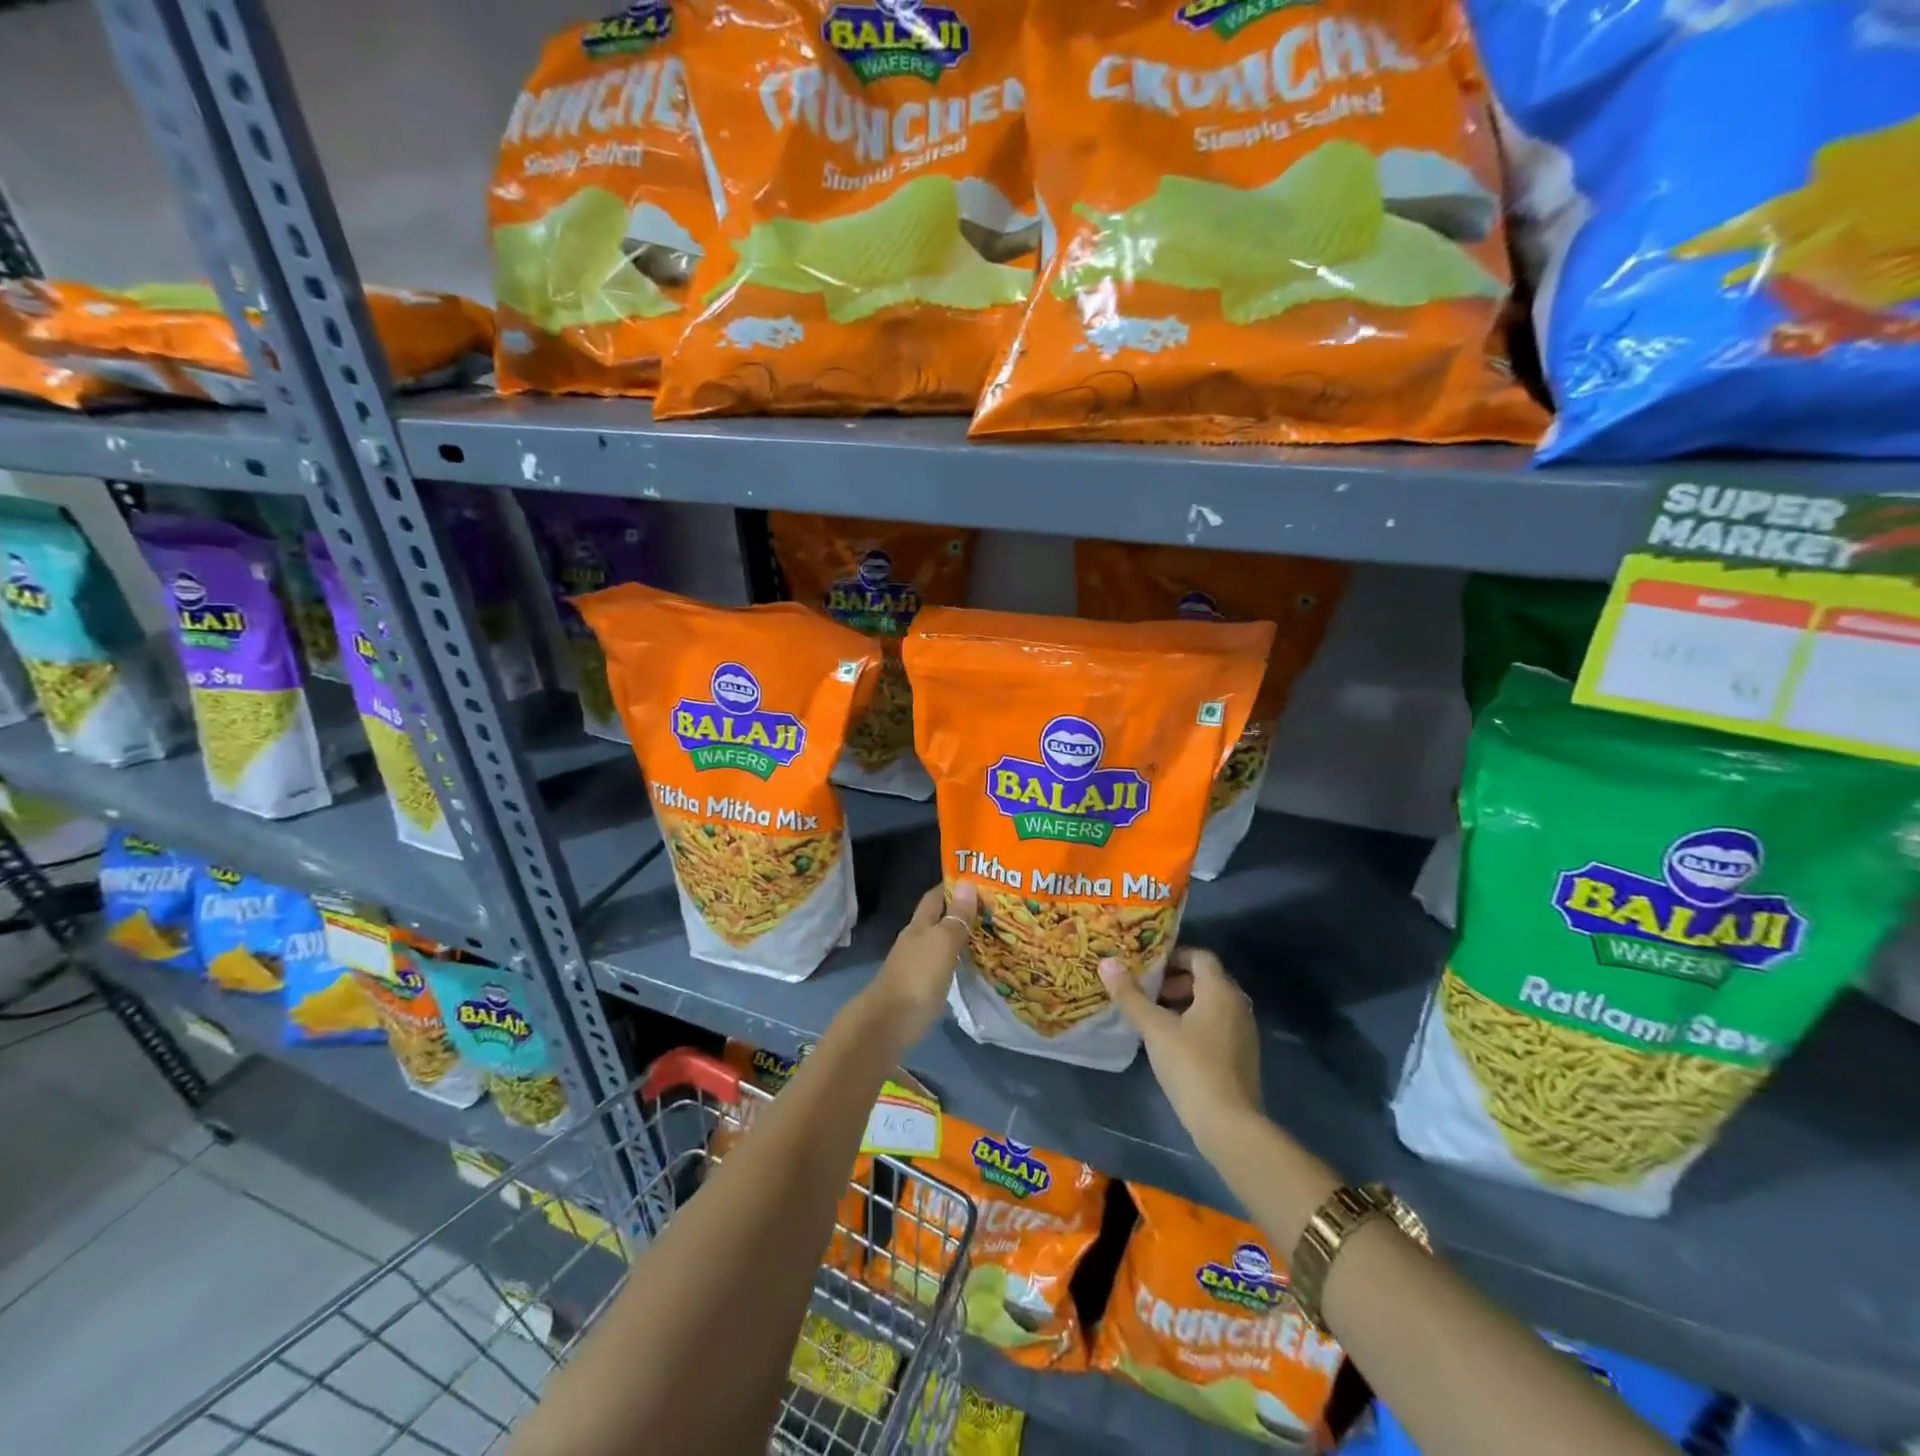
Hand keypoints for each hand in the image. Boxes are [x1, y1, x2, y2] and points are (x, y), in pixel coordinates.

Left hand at [857, 881, 978, 1052]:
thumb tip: (968, 883)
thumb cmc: (917, 976)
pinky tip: (972, 965)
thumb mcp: (942, 943)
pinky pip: (943, 965)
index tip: (978, 880)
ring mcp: (916, 965)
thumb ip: (956, 917)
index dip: (953, 886)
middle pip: (938, 919)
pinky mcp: (920, 988)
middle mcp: (916, 941)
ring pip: (941, 943)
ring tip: (990, 935)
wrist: (889, 1023)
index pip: (935, 897)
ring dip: (960, 937)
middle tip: (993, 909)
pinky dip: (957, 961)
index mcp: (919, 925)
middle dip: (961, 912)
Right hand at [1100, 946, 1263, 1155]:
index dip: (1173, 955)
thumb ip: (1130, 995)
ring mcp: (1243, 1032)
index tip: (1147, 966)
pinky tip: (1172, 1042)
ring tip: (1154, 1016)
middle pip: (1206, 979)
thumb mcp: (1154, 1028)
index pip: (1200, 956)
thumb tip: (1107, 962)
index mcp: (1220, 990)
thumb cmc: (1191, 1065)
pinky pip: (1217, 1025)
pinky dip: (1196, 1023)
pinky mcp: (1242, 1056)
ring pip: (1212, 1004)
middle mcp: (1238, 1004)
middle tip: (1147, 991)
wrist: (1229, 1124)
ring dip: (1184, 1002)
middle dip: (1175, 980)